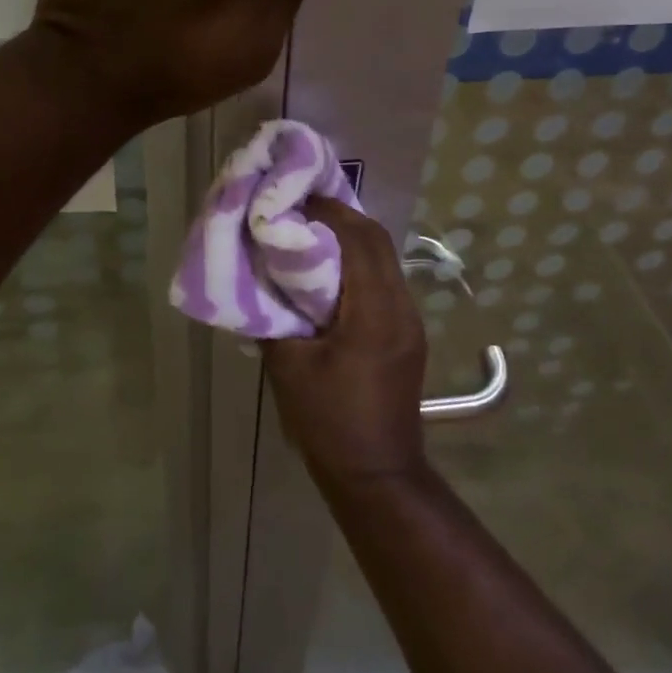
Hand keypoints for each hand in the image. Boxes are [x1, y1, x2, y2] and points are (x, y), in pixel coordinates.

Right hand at [264, 198, 428, 485]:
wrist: (376, 473)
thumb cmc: (328, 420)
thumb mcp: (288, 367)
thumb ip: (273, 316)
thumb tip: (261, 279)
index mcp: (374, 312)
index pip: (359, 240)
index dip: (327, 212)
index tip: (292, 200)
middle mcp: (401, 307)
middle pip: (378, 242)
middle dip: (340, 218)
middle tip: (298, 209)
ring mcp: (410, 321)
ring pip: (385, 259)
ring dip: (351, 240)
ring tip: (309, 234)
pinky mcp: (408, 334)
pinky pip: (385, 282)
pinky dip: (359, 264)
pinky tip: (329, 272)